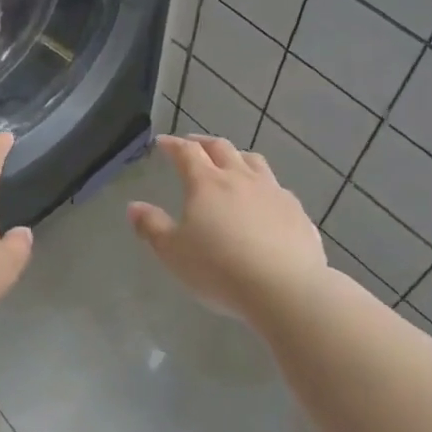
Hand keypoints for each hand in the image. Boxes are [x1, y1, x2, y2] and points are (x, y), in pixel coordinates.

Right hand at [128, 134, 329, 318]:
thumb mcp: (173, 252)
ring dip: (236, 157)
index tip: (162, 142)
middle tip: (192, 145)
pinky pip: (277, 187)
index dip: (173, 144)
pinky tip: (263, 200)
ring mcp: (273, 192)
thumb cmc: (219, 269)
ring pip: (253, 161)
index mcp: (206, 183)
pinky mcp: (297, 211)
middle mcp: (240, 178)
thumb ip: (152, 227)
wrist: (285, 289)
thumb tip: (134, 206)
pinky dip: (263, 185)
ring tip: (230, 163)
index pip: (186, 152)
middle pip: (221, 148)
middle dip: (202, 143)